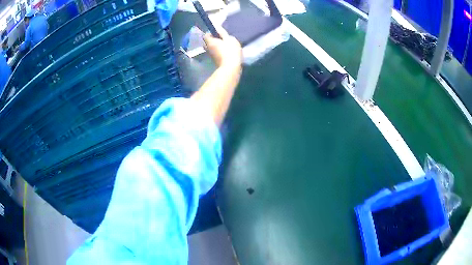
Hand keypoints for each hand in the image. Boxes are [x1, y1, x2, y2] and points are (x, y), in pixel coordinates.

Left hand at [203, 27, 241, 68]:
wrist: (231, 68)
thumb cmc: (230, 51)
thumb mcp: (229, 39)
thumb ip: (223, 33)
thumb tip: (217, 27)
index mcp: (210, 42)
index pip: (206, 35)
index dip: (211, 32)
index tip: (218, 33)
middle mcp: (208, 48)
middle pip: (208, 42)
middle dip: (213, 39)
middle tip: (222, 39)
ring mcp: (211, 56)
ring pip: (212, 48)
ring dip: (217, 46)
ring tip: (226, 45)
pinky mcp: (216, 61)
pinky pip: (216, 53)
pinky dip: (219, 51)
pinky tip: (227, 51)